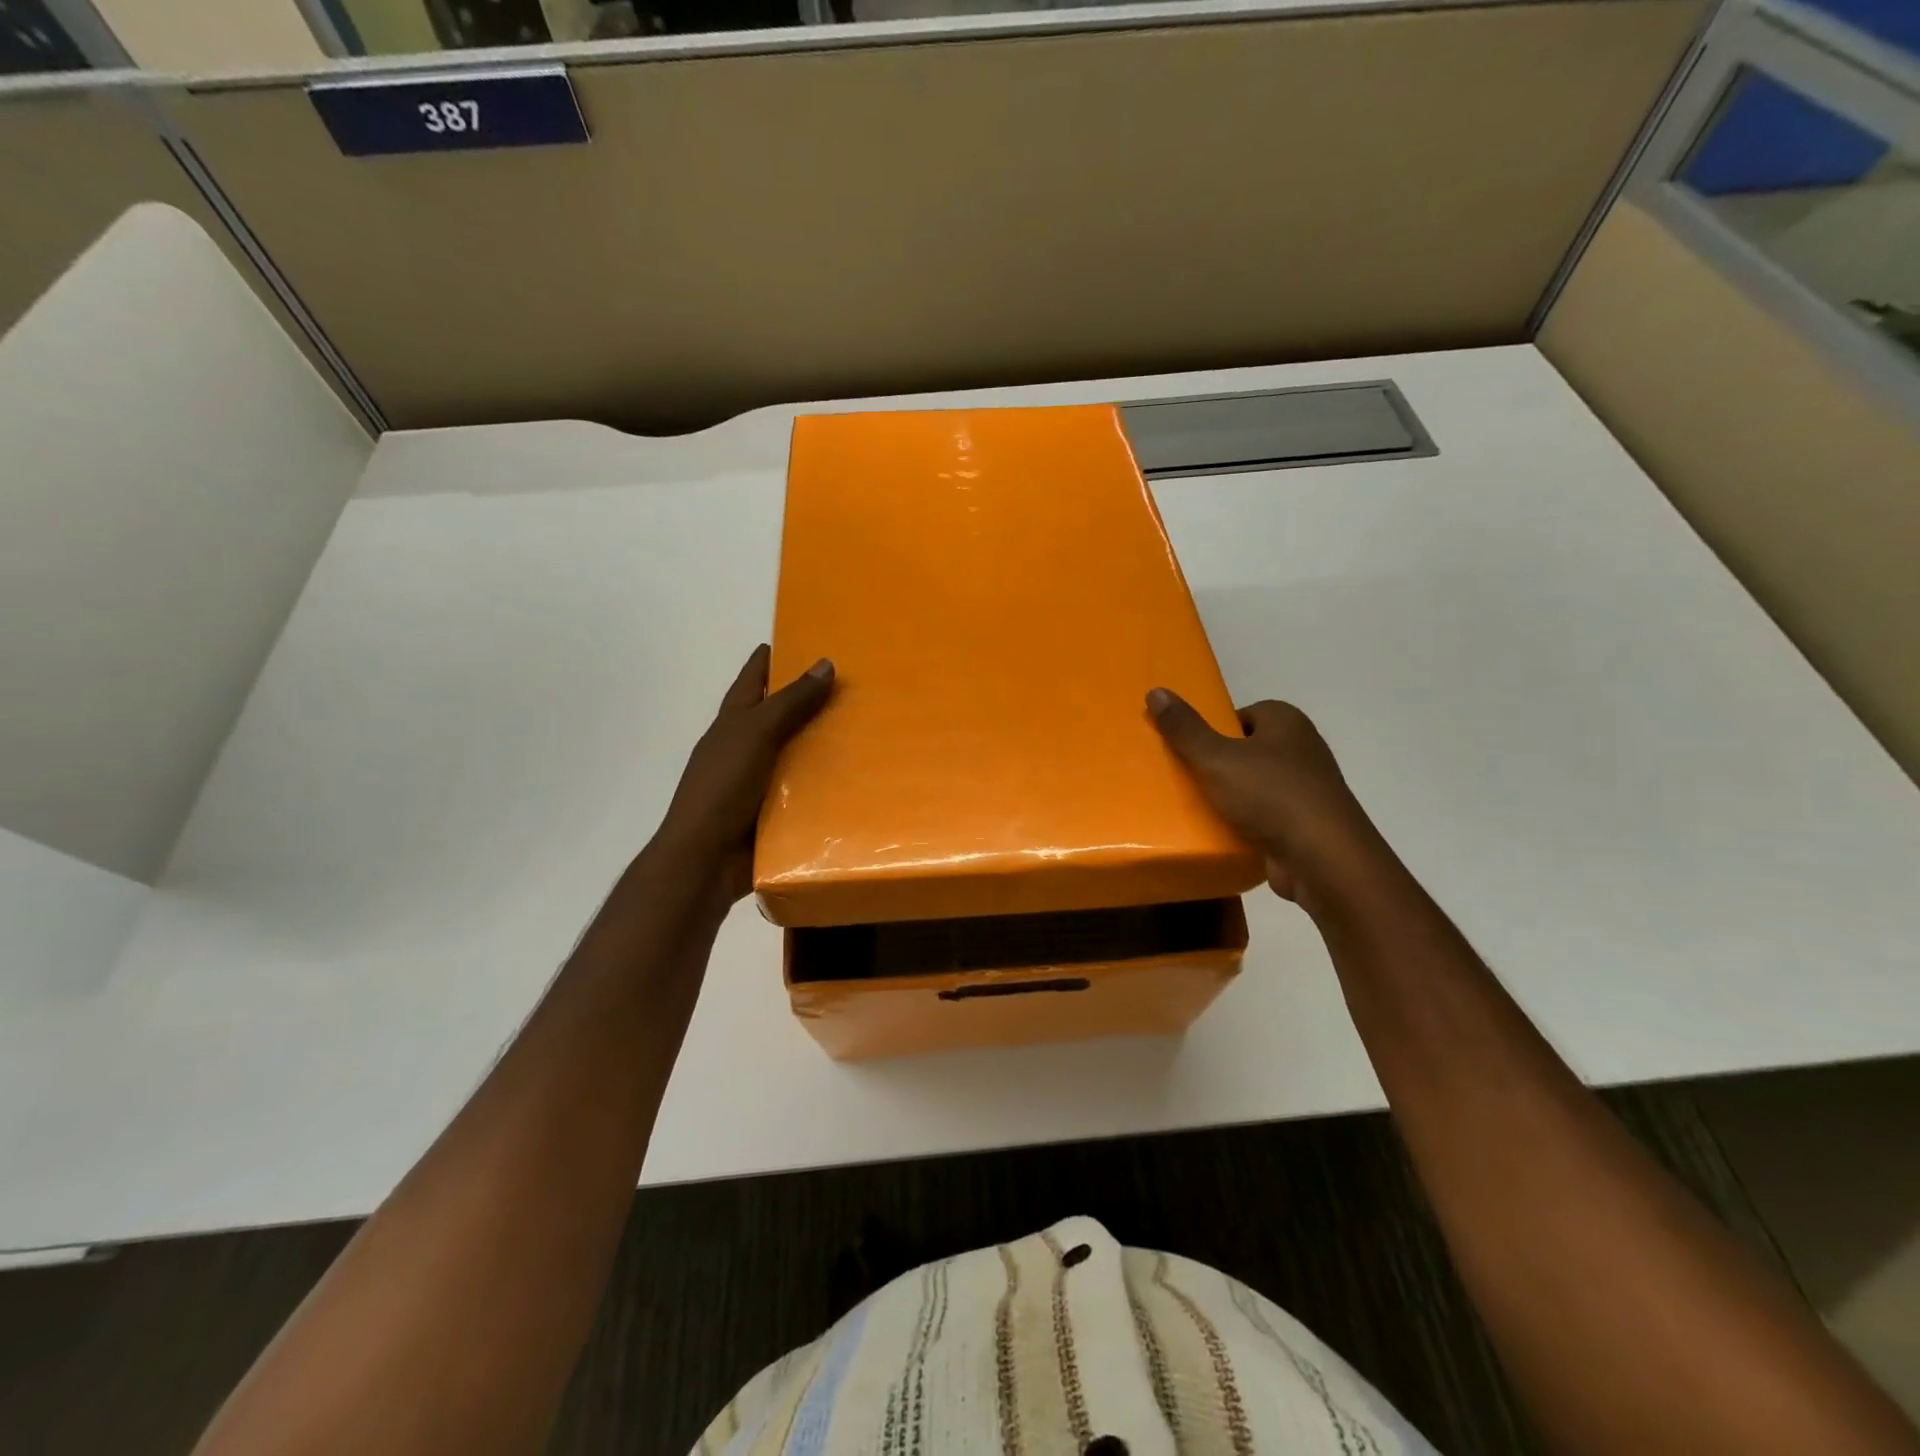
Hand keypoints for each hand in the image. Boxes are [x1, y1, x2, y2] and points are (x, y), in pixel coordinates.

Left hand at [651, 645, 834, 902]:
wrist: (705, 859)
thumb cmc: (722, 787)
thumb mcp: (755, 734)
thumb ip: (789, 702)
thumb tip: (825, 663)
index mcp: (733, 723)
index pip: (753, 680)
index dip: (770, 658)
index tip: (799, 639)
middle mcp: (745, 748)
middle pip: (779, 716)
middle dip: (810, 701)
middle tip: (854, 686)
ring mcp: (759, 781)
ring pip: (796, 754)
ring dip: (824, 745)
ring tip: (866, 730)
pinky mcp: (774, 812)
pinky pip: (805, 791)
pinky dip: (826, 784)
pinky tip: (858, 779)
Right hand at [1147, 689, 1381, 903]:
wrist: (1323, 859)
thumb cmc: (1270, 795)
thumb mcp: (1216, 758)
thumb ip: (1185, 728)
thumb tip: (1156, 691)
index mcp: (1287, 722)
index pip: (1244, 714)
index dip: (1215, 729)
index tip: (1189, 748)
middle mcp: (1302, 750)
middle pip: (1248, 750)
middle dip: (1219, 763)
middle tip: (1185, 777)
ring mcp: (1308, 790)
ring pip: (1257, 785)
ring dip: (1231, 796)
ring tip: (1196, 806)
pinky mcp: (1306, 825)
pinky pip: (1266, 816)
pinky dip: (1246, 823)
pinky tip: (1221, 832)